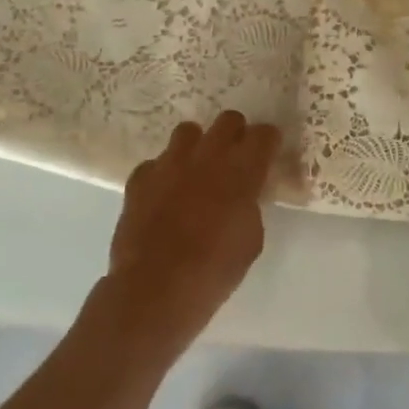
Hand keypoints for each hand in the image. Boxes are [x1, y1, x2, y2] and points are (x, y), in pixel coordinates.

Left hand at [103, 112, 280, 355]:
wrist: (156, 289)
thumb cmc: (215, 269)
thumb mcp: (251, 238)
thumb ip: (250, 205)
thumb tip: (243, 197)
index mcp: (242, 169)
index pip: (264, 134)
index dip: (268, 142)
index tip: (268, 154)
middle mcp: (208, 155)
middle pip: (228, 120)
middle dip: (235, 134)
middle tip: (235, 158)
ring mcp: (170, 163)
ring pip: (188, 132)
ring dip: (198, 146)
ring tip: (197, 170)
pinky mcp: (140, 178)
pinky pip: (156, 163)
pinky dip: (163, 174)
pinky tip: (164, 195)